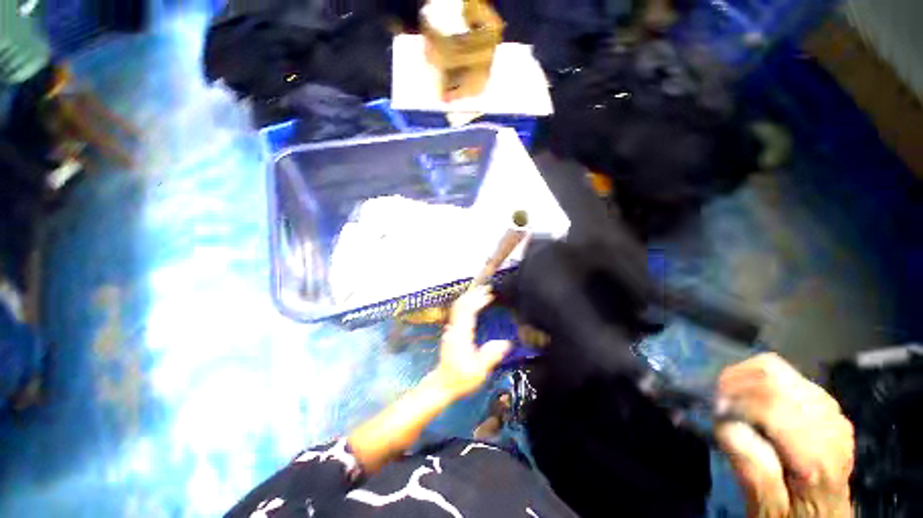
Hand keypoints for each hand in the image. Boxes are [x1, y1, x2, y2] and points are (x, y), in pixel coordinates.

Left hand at [433, 286, 510, 398]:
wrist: (443, 384)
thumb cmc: (461, 379)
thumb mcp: (478, 372)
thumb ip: (490, 356)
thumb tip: (506, 343)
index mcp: (461, 335)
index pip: (467, 311)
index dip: (478, 300)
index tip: (489, 294)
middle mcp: (454, 329)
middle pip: (461, 305)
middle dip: (474, 294)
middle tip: (488, 288)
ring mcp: (451, 329)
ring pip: (458, 307)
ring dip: (470, 298)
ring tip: (483, 293)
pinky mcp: (451, 332)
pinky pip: (458, 312)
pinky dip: (467, 304)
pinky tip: (474, 304)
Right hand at [716, 353, 853, 517]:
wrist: (825, 513)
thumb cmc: (791, 515)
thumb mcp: (767, 506)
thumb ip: (751, 469)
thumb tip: (726, 424)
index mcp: (816, 456)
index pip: (771, 403)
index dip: (735, 400)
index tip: (715, 412)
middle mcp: (828, 424)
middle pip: (774, 376)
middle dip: (735, 381)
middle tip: (718, 400)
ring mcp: (831, 410)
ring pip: (779, 370)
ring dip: (745, 379)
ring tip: (730, 398)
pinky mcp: (825, 404)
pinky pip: (787, 376)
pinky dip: (759, 380)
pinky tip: (752, 399)